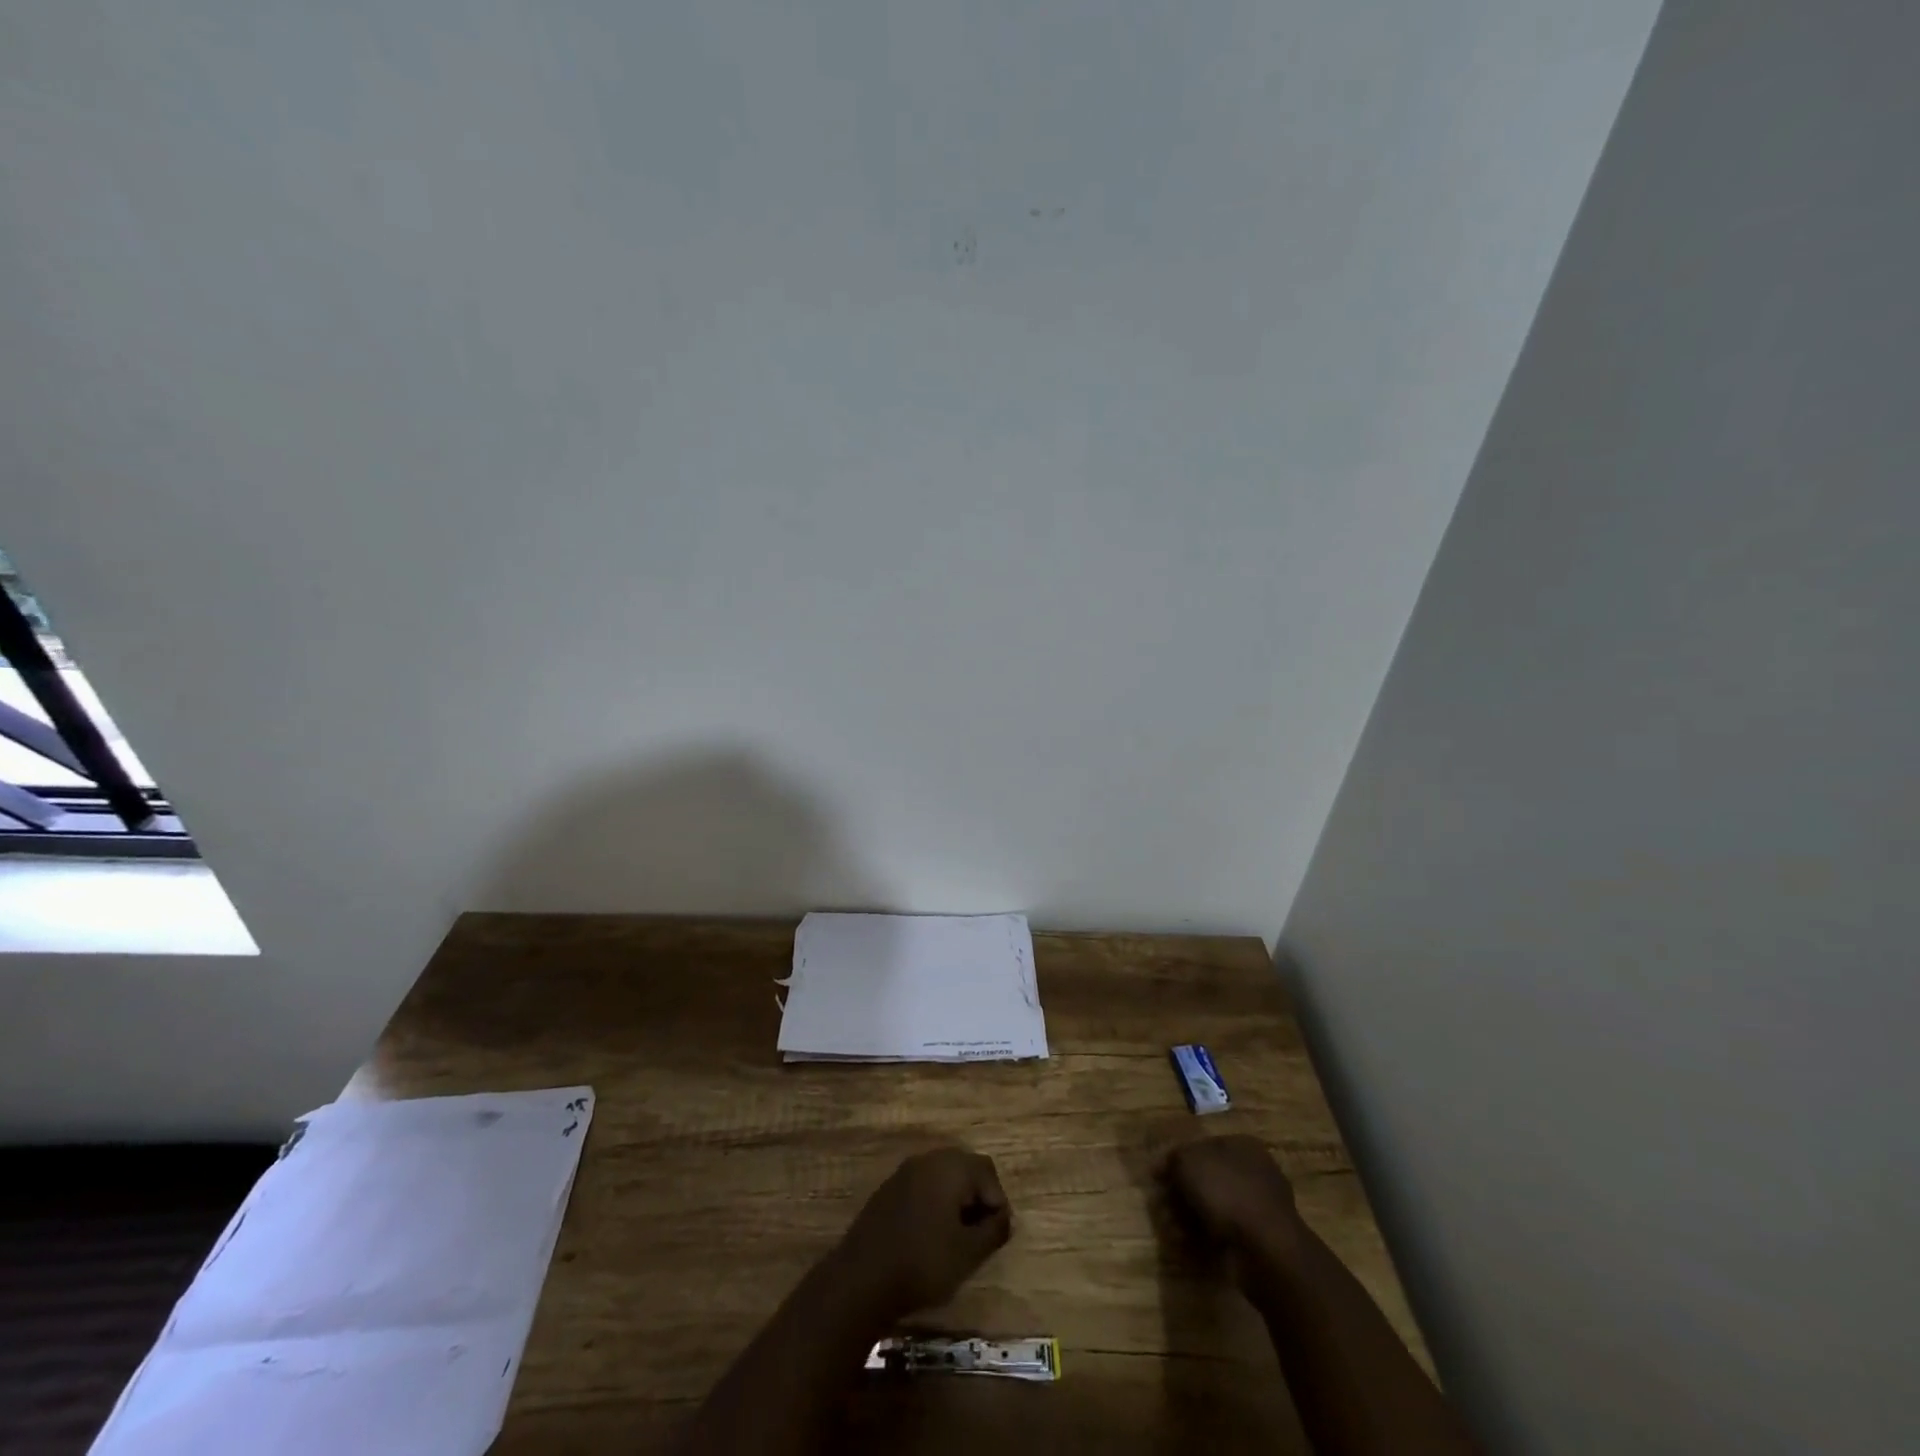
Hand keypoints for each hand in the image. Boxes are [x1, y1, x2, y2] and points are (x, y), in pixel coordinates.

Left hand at [832, 1147, 1011, 1321]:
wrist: (862, 1277)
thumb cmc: (923, 1262)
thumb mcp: (968, 1253)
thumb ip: (993, 1231)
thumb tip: (1004, 1218)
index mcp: (950, 1166)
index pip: (987, 1171)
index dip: (997, 1202)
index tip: (995, 1235)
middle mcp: (927, 1159)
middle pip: (964, 1168)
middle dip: (977, 1198)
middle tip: (978, 1234)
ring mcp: (903, 1173)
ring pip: (942, 1177)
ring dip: (955, 1201)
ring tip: (956, 1238)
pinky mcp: (888, 1190)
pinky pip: (922, 1187)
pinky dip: (933, 1205)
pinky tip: (928, 1237)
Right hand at [1161, 1135, 1303, 1257]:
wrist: (1266, 1248)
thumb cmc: (1226, 1191)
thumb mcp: (1189, 1161)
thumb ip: (1173, 1158)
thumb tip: (1165, 1167)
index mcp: (1242, 1146)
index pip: (1200, 1147)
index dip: (1175, 1161)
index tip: (1156, 1179)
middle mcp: (1252, 1173)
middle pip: (1205, 1180)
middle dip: (1179, 1195)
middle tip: (1161, 1208)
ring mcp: (1257, 1209)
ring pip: (1212, 1209)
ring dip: (1187, 1219)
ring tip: (1170, 1231)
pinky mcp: (1257, 1241)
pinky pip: (1223, 1234)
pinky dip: (1203, 1239)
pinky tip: (1186, 1246)